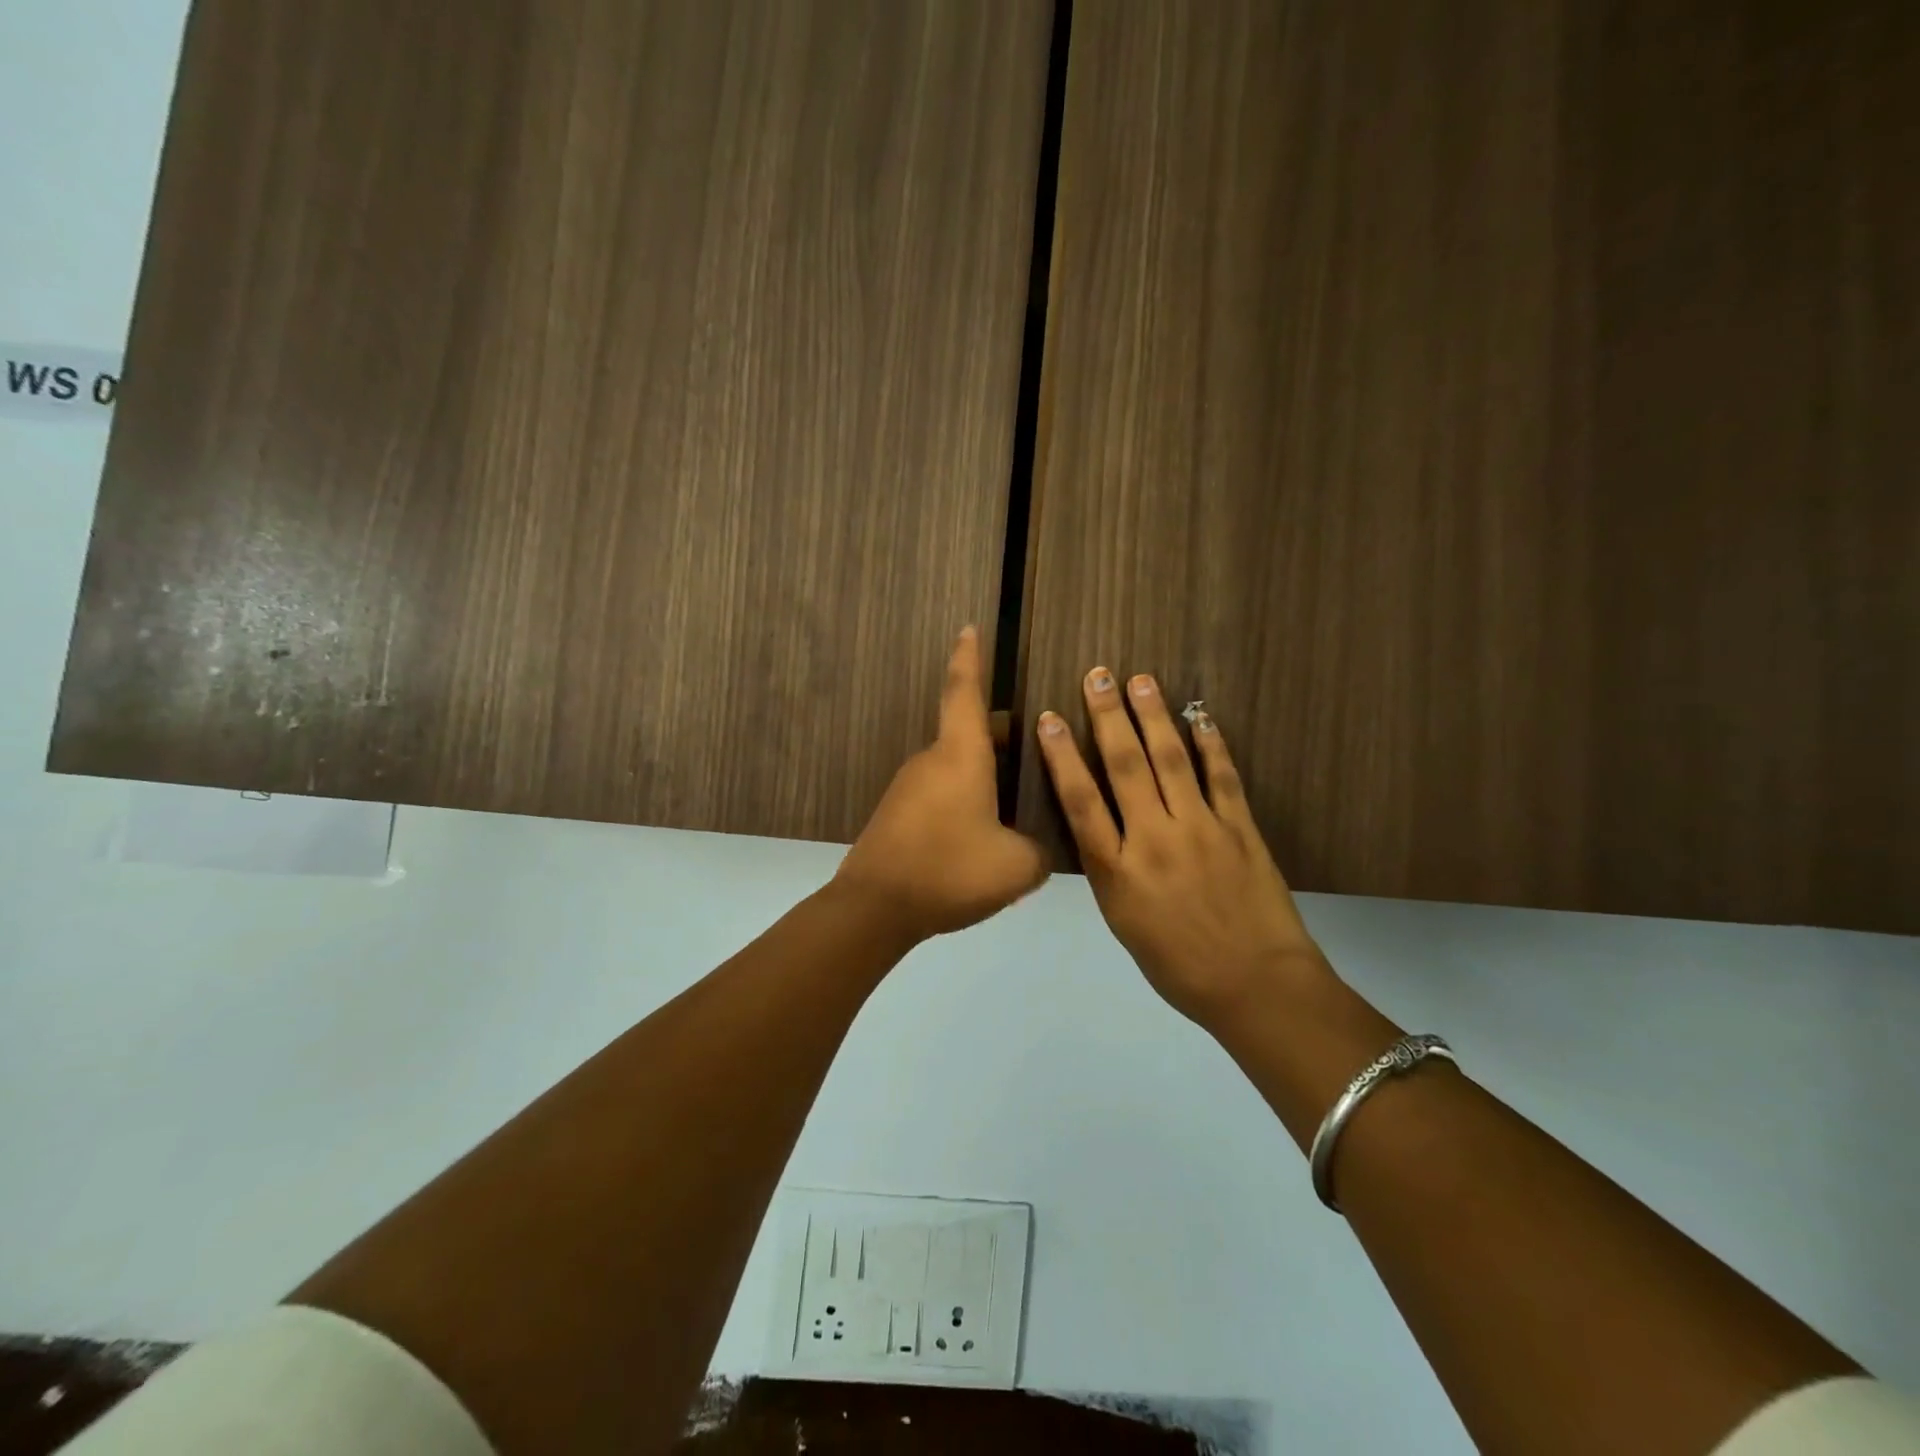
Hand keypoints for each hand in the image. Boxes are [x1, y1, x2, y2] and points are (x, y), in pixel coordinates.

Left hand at [834, 627, 1048, 940]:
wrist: (875, 908)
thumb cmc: (949, 870)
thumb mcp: (1016, 866)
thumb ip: (1038, 852)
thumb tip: (1035, 851)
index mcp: (960, 755)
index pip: (964, 691)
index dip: (968, 657)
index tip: (967, 627)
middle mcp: (932, 761)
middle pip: (969, 734)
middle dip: (1000, 737)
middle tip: (1035, 749)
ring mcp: (909, 787)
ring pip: (956, 769)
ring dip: (984, 779)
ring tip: (1018, 807)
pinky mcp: (897, 815)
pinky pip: (941, 796)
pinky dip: (965, 804)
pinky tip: (982, 840)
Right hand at [1034, 668, 1327, 1025]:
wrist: (1255, 986)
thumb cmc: (1178, 965)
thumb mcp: (1124, 923)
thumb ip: (1109, 870)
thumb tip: (1100, 827)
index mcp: (1118, 872)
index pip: (1081, 802)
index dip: (1061, 756)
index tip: (1049, 719)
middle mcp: (1154, 840)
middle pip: (1125, 767)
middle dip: (1108, 718)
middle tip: (1098, 676)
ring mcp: (1201, 830)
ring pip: (1172, 761)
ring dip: (1154, 717)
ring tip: (1141, 681)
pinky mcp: (1241, 829)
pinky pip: (1223, 778)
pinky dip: (1211, 744)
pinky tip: (1200, 716)